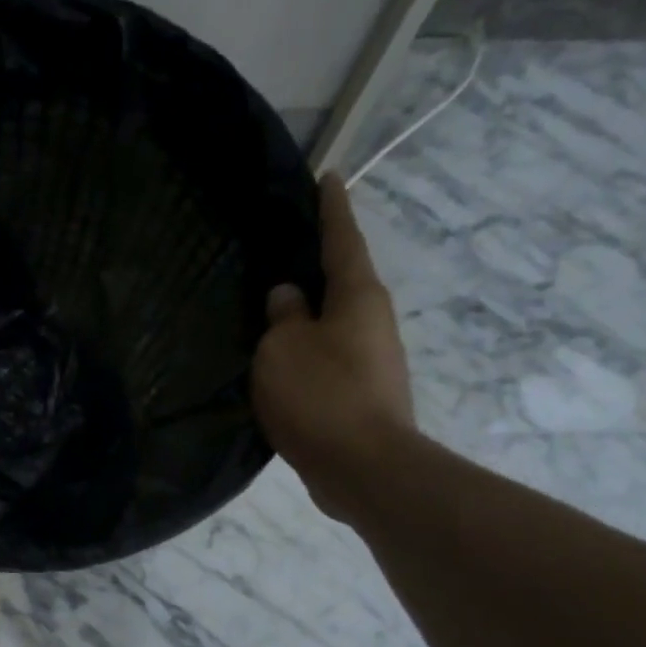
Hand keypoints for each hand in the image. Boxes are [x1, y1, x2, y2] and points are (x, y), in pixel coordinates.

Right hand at [252, 172, 416, 521]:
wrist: (363, 469)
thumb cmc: (321, 396)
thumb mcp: (283, 349)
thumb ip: (282, 317)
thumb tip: (289, 298)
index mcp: (357, 297)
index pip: (342, 240)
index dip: (332, 209)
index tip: (329, 177)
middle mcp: (372, 322)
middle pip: (342, 282)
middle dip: (318, 265)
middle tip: (285, 248)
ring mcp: (372, 361)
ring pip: (333, 324)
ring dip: (309, 315)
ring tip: (273, 309)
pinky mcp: (362, 395)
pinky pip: (327, 359)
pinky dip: (306, 352)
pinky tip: (281, 361)